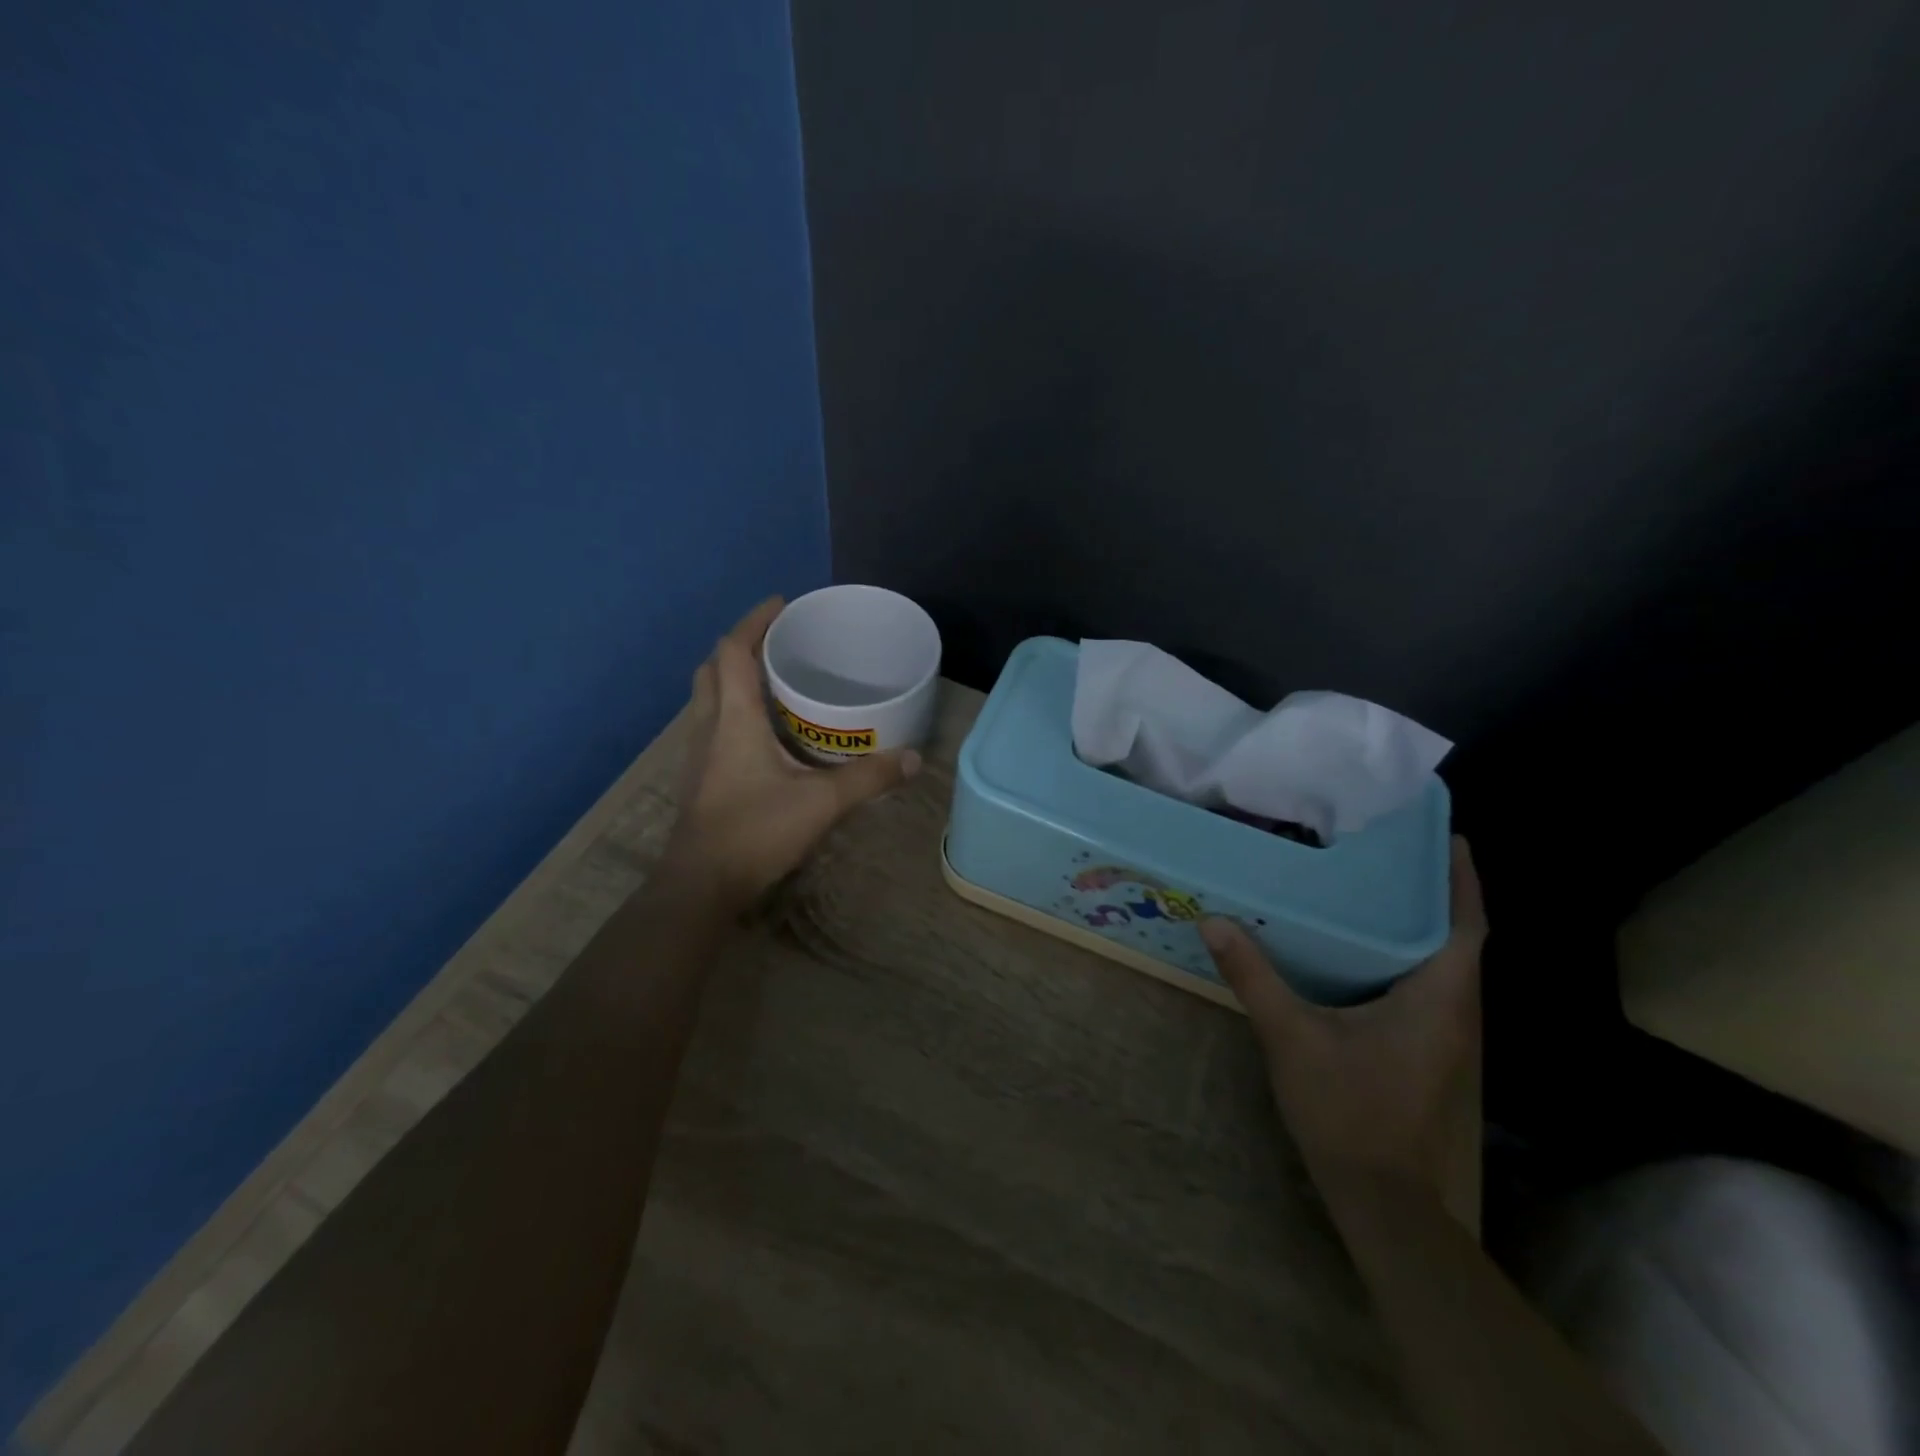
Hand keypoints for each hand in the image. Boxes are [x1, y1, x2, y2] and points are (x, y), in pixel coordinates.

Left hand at [665, 597, 920, 910]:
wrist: (701, 886)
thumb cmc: (755, 832)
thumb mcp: (821, 803)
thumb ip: (869, 779)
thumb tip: (914, 760)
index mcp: (734, 719)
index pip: (734, 651)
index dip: (754, 621)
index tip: (782, 604)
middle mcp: (709, 726)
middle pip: (714, 668)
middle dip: (743, 646)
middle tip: (780, 644)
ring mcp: (698, 754)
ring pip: (709, 697)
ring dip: (734, 678)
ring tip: (775, 681)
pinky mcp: (699, 778)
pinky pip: (713, 724)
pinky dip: (734, 710)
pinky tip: (764, 733)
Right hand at [1200, 837, 1485, 1207]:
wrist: (1380, 1197)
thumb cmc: (1347, 1109)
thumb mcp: (1291, 1036)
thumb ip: (1254, 976)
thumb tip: (1214, 921)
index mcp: (1437, 998)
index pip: (1465, 925)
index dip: (1462, 879)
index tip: (1447, 836)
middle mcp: (1452, 1010)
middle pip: (1455, 936)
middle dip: (1433, 890)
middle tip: (1391, 848)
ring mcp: (1441, 1034)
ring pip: (1439, 962)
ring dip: (1416, 922)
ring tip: (1372, 883)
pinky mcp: (1423, 1050)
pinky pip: (1421, 984)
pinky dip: (1400, 954)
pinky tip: (1356, 945)